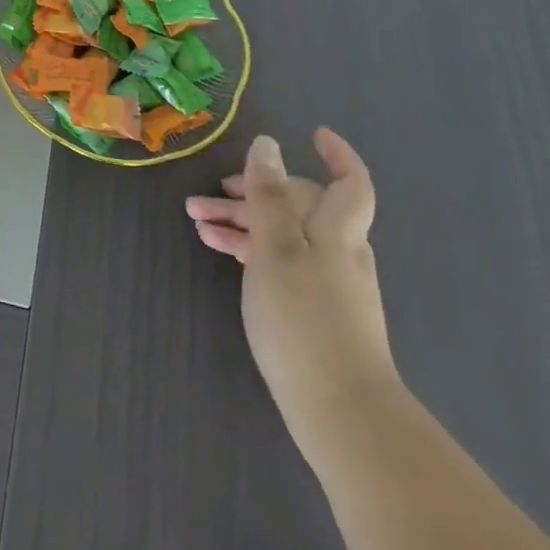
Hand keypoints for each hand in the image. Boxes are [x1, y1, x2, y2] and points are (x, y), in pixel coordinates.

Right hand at [186, 129, 398, 444]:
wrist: (342, 414)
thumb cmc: (304, 319)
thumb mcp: (275, 247)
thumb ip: (268, 195)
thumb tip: (268, 145)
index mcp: (337, 230)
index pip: (351, 182)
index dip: (338, 155)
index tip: (315, 135)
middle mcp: (339, 251)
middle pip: (299, 206)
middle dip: (254, 192)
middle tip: (211, 193)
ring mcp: (330, 284)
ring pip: (284, 235)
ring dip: (243, 222)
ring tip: (199, 222)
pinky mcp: (317, 312)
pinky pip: (282, 262)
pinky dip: (253, 249)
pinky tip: (222, 252)